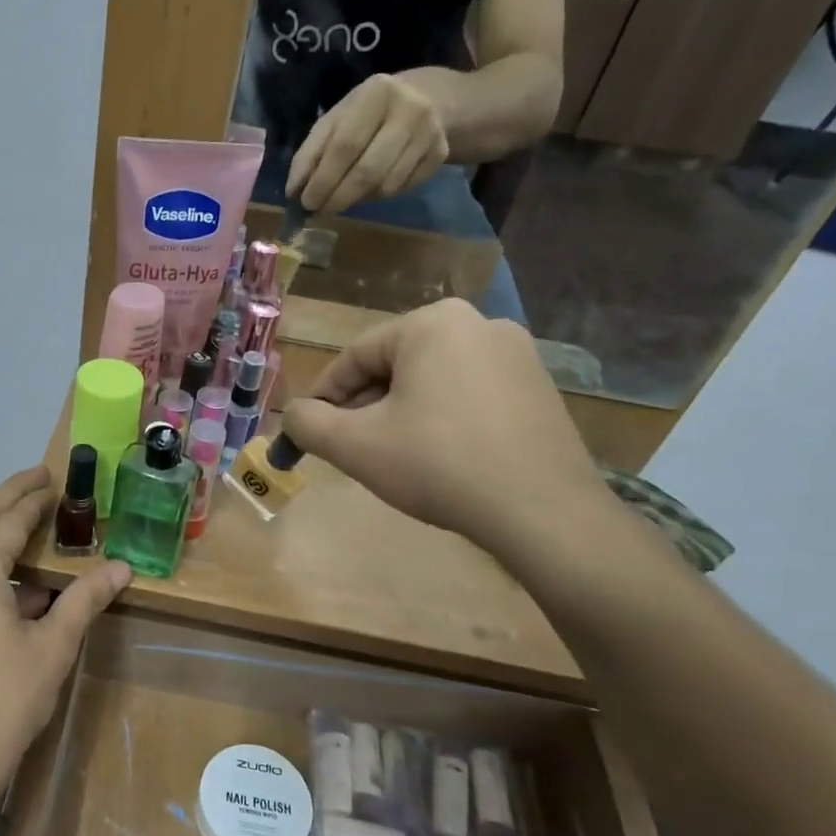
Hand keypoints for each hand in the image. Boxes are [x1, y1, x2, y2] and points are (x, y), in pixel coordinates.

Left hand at [0, 468, 130, 805]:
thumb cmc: (6, 699)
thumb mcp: (54, 645)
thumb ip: (85, 599)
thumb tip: (122, 568)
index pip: (7, 520)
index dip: (33, 499)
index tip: (54, 480)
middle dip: (6, 497)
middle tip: (37, 481)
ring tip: (26, 525)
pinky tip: (10, 585)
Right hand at [281, 300, 605, 555]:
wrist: (542, 512)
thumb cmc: (438, 465)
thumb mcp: (356, 445)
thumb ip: (308, 423)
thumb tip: (293, 415)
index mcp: (432, 323)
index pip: (354, 358)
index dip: (322, 399)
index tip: (306, 435)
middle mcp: (478, 323)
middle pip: (394, 367)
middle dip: (363, 409)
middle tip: (347, 450)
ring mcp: (517, 354)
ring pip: (430, 382)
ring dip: (399, 416)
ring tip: (390, 459)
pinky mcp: (538, 387)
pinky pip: (467, 395)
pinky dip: (440, 420)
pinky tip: (437, 459)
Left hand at [288, 72, 449, 213]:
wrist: (425, 98)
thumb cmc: (366, 113)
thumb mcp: (335, 121)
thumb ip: (311, 153)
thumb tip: (293, 192)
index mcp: (376, 94)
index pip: (344, 145)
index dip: (323, 179)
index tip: (306, 202)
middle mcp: (409, 110)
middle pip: (367, 170)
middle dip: (338, 197)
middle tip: (320, 210)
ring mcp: (430, 133)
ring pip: (385, 185)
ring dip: (356, 200)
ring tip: (341, 198)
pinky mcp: (440, 154)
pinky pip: (402, 189)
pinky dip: (378, 197)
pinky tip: (369, 189)